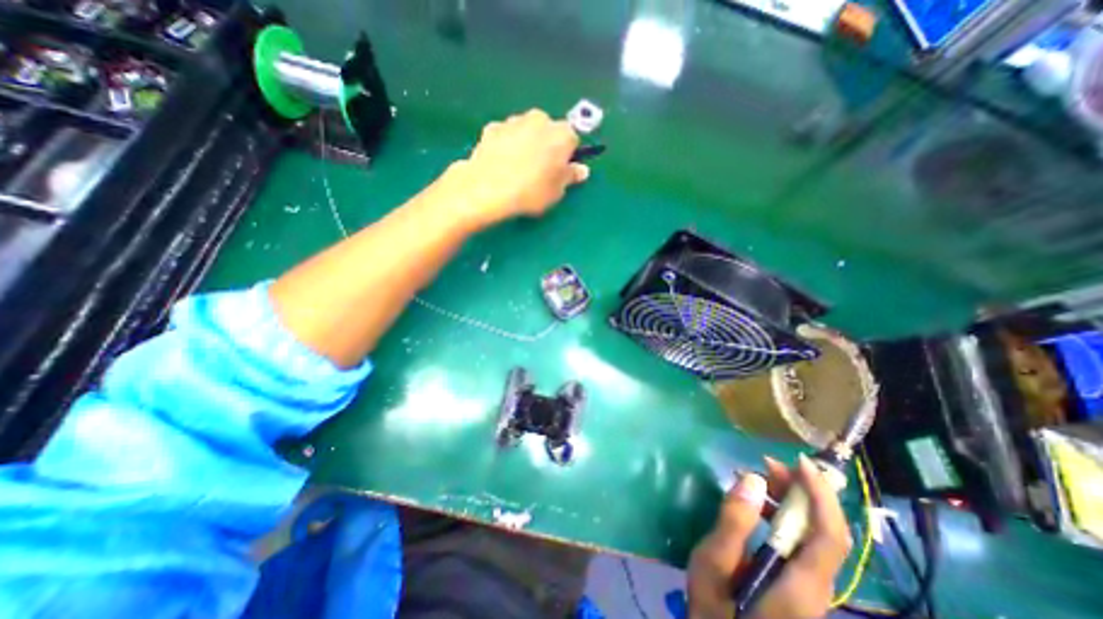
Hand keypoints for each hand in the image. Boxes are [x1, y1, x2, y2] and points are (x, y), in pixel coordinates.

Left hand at [444, 109, 588, 230]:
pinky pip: (506, 136)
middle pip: (549, 130)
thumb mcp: (557, 192)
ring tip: (518, 170)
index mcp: (562, 134)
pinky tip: (501, 164)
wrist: (488, 189)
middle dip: (547, 146)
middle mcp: (540, 120)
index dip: (568, 156)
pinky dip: (506, 145)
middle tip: (540, 171)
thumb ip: (570, 177)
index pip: (572, 139)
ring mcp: (514, 121)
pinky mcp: (492, 127)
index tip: (561, 171)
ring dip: (526, 143)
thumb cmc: (531, 192)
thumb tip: (581, 170)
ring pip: (527, 130)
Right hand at [688, 455, 849, 618]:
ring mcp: (807, 586)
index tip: (800, 462)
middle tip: (766, 463)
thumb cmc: (715, 613)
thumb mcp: (714, 563)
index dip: (821, 495)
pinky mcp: (795, 584)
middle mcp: (815, 586)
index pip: (829, 535)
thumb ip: (733, 522)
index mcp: (800, 585)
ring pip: (812, 535)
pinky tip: (756, 505)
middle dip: (800, 490)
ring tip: (757, 477)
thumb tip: (751, 478)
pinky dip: (782, 514)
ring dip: (790, 500)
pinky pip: (799, 541)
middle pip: (823, 531)